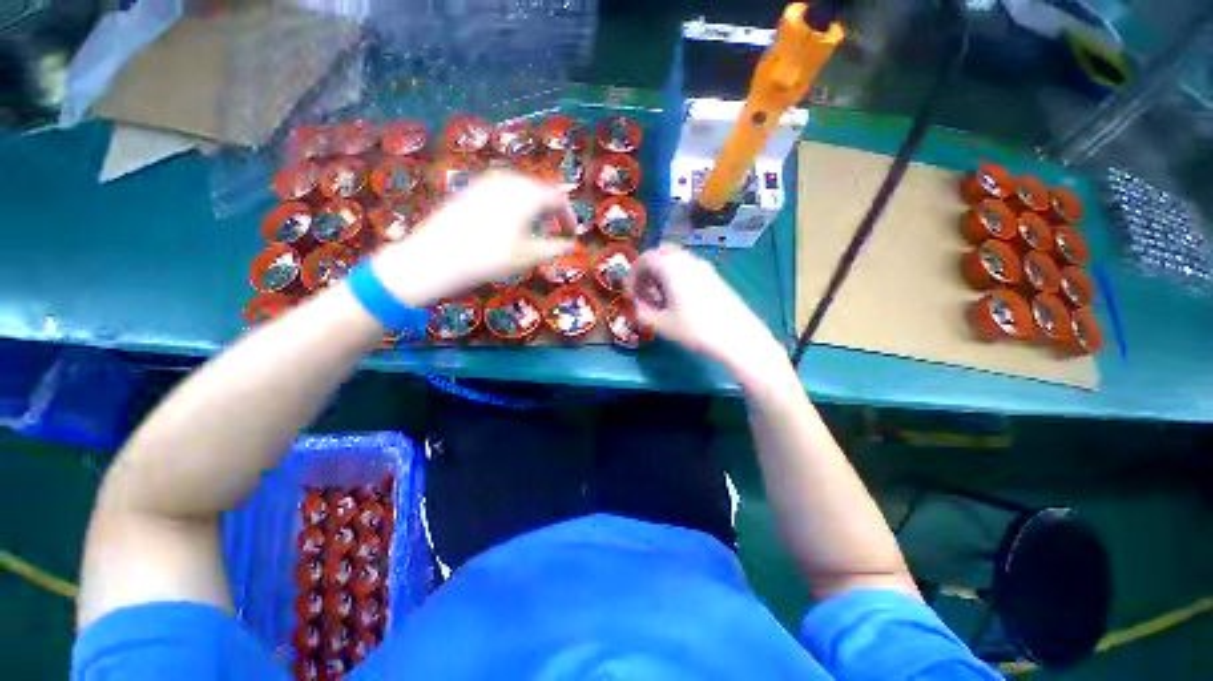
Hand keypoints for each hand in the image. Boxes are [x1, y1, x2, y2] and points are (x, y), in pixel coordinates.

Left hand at [371, 173, 574, 304]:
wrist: (437, 255)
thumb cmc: (490, 257)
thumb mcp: (529, 256)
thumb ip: (555, 248)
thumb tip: (571, 245)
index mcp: (528, 193)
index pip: (560, 198)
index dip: (569, 217)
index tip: (571, 235)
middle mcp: (510, 179)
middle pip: (541, 191)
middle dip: (552, 212)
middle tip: (555, 233)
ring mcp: (487, 181)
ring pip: (522, 190)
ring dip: (534, 208)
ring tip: (534, 230)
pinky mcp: (472, 188)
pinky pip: (503, 191)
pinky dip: (515, 205)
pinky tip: (509, 224)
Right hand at [629, 245, 788, 381]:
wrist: (737, 336)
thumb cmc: (695, 329)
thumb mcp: (662, 324)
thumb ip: (642, 312)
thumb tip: (637, 305)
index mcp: (671, 267)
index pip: (645, 259)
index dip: (633, 275)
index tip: (631, 293)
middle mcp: (687, 260)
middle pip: (661, 254)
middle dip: (648, 270)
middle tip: (645, 291)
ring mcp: (704, 266)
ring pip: (676, 260)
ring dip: (663, 273)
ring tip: (661, 298)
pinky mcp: (714, 276)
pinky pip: (688, 267)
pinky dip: (677, 276)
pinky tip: (679, 299)